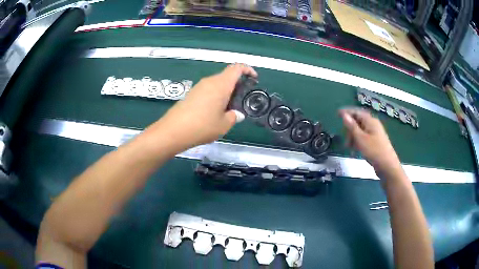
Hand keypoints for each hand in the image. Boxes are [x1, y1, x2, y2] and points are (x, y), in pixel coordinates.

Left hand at [159, 64, 257, 148]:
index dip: (247, 70)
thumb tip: (236, 114)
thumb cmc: (202, 126)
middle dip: (237, 84)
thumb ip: (233, 117)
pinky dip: (216, 96)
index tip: (254, 78)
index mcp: (221, 84)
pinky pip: (208, 90)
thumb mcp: (224, 125)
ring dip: (226, 92)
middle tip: (242, 99)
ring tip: (228, 108)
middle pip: (227, 76)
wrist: (174, 131)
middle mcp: (209, 81)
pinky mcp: (191, 94)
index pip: (236, 68)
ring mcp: (199, 87)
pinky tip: (214, 111)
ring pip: (217, 84)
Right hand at [339, 108, 401, 175]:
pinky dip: (358, 141)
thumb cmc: (374, 151)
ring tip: (349, 147)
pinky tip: (355, 149)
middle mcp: (373, 125)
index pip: (357, 112)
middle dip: (349, 128)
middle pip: (358, 121)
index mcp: (370, 121)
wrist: (387, 166)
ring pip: (360, 130)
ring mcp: (375, 133)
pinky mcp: (375, 142)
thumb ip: (352, 126)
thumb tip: (344, 114)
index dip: (347, 112)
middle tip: (345, 139)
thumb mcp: (360, 138)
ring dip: (353, 136)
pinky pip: (364, 137)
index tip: (337, 114)